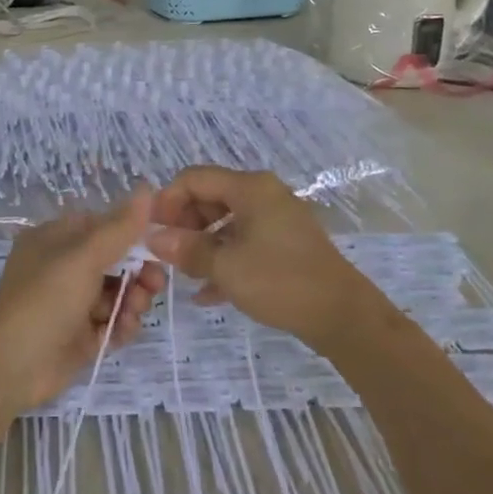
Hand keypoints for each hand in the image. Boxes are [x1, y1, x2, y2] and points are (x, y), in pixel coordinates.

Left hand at [0, 189, 164, 411]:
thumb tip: (147, 187)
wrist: (12, 367)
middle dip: (137, 272)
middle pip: (114, 261)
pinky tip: (123, 330)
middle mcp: (62, 267)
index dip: (131, 234)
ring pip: (116, 293)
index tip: (158, 244)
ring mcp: (70, 303)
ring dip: (132, 300)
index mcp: (55, 239)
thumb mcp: (83, 256)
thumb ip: (119, 226)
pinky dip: (121, 325)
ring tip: (134, 311)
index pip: (102, 226)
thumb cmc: (45, 300)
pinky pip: (111, 322)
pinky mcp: (79, 335)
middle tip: (153, 285)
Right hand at [148, 168, 384, 347]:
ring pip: (226, 223)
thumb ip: (187, 249)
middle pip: (209, 197)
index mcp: (250, 188)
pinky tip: (206, 293)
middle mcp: (263, 195)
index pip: (194, 178)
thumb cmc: (280, 281)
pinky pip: (244, 243)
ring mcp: (276, 219)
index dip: (167, 201)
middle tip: (165, 255)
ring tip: (183, 275)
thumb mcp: (226, 266)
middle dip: (184, 225)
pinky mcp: (285, 244)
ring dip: (202, 246)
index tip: (150, 231)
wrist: (342, 315)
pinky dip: (224, 260)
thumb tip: (153, 238)